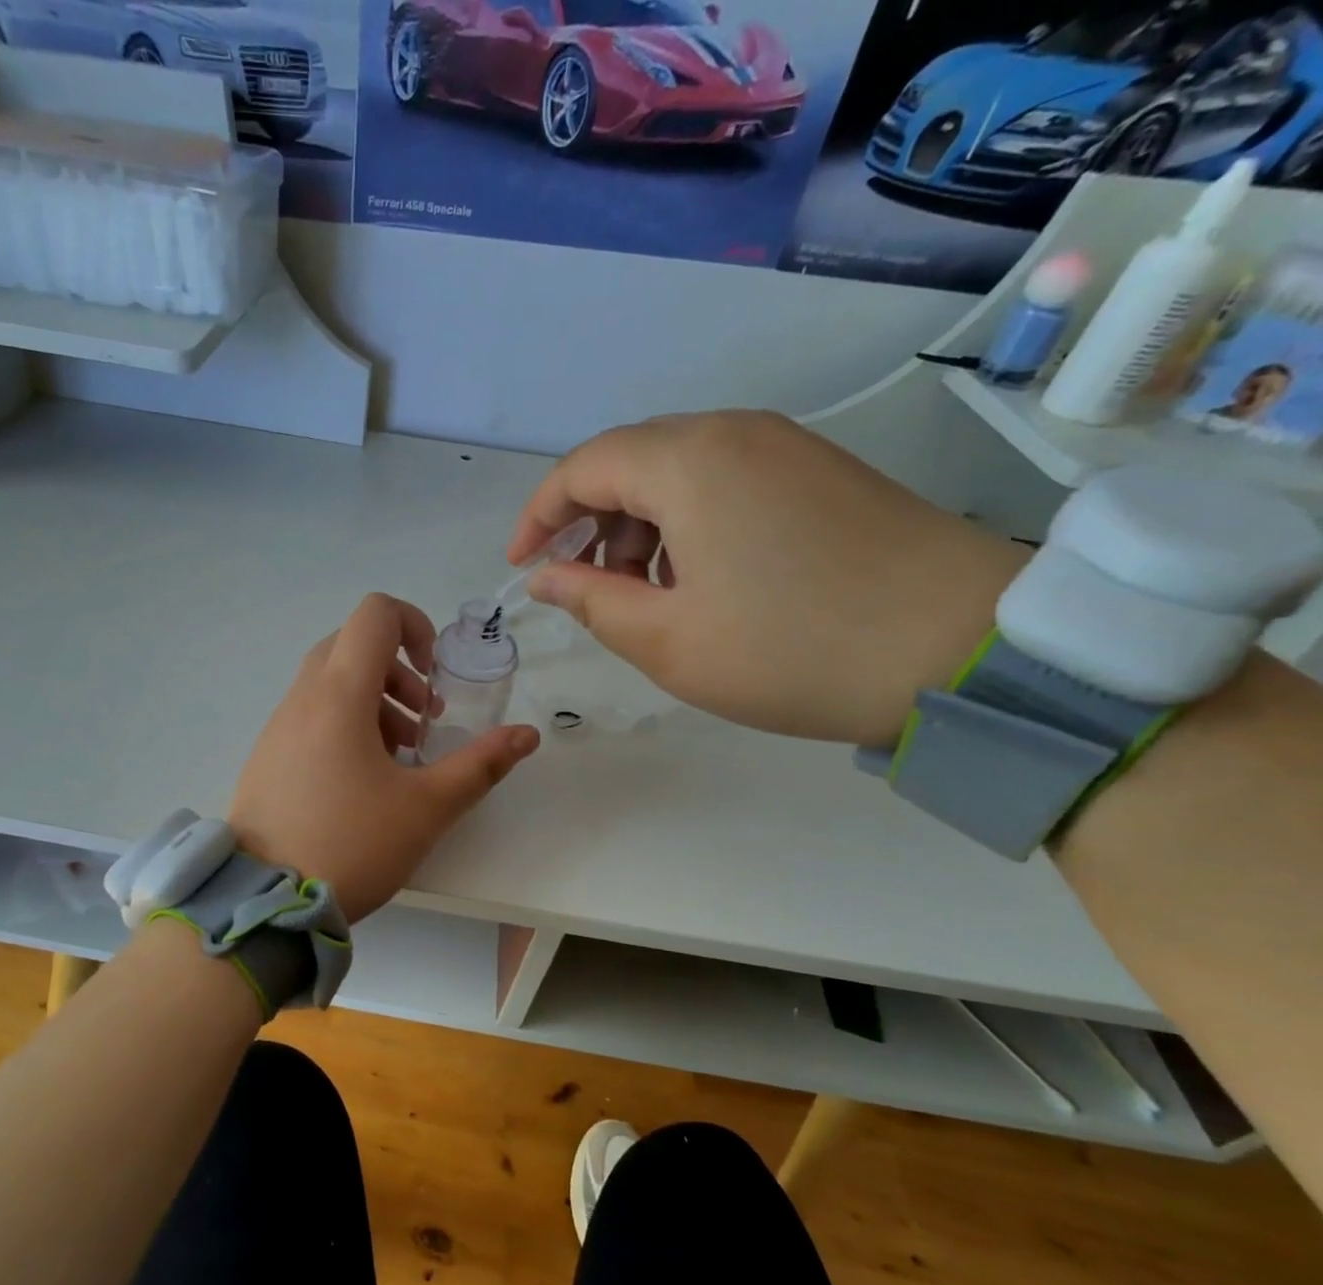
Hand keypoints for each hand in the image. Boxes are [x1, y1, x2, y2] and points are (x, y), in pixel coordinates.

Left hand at [229, 594, 539, 920]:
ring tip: (399, 757)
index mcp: (339, 694)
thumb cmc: (351, 844)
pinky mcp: (267, 754)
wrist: (265, 900)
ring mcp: (278, 726)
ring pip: (330, 682)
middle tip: (422, 721)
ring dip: (373, 701)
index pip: (375, 614)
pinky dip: (344, 723)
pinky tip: (362, 779)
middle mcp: (302, 697)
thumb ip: (480, 765)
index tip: (434, 675)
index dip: (415, 625)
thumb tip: (527, 734)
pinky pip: (310, 714)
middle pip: (353, 646)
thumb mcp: (426, 808)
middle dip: (398, 672)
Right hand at [509, 410, 1027, 746]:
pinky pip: (724, 479)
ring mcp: (784, 445)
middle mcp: (733, 432)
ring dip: (637, 524)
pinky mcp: (819, 469)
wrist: (964, 647)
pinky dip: (686, 521)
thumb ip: (591, 601)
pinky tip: (698, 577)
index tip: (522, 566)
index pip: (582, 467)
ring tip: (640, 592)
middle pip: (628, 461)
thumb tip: (547, 577)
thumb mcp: (667, 640)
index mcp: (687, 463)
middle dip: (587, 520)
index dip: (538, 515)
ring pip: (676, 469)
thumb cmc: (792, 649)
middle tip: (580, 584)